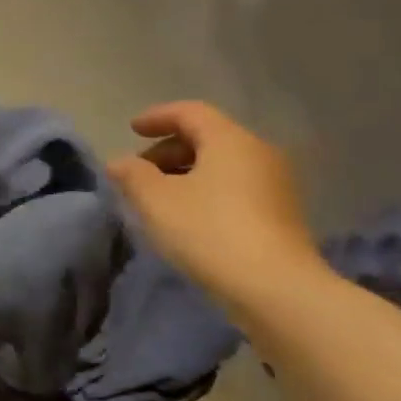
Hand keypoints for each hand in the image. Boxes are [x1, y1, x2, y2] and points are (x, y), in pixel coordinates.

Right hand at [104, 101, 323, 309]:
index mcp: (230, 140)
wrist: (274, 288)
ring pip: (222, 165)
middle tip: (139, 173)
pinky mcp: (281, 214)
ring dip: (186, 173)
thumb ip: (132, 174)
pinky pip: (235, 188)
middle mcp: (259, 153)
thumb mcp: (155, 200)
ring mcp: (276, 184)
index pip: (190, 112)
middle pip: (208, 137)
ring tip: (159, 198)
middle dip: (168, 149)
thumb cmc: (208, 231)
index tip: (132, 129)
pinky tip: (188, 217)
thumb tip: (119, 162)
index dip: (157, 117)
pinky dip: (206, 191)